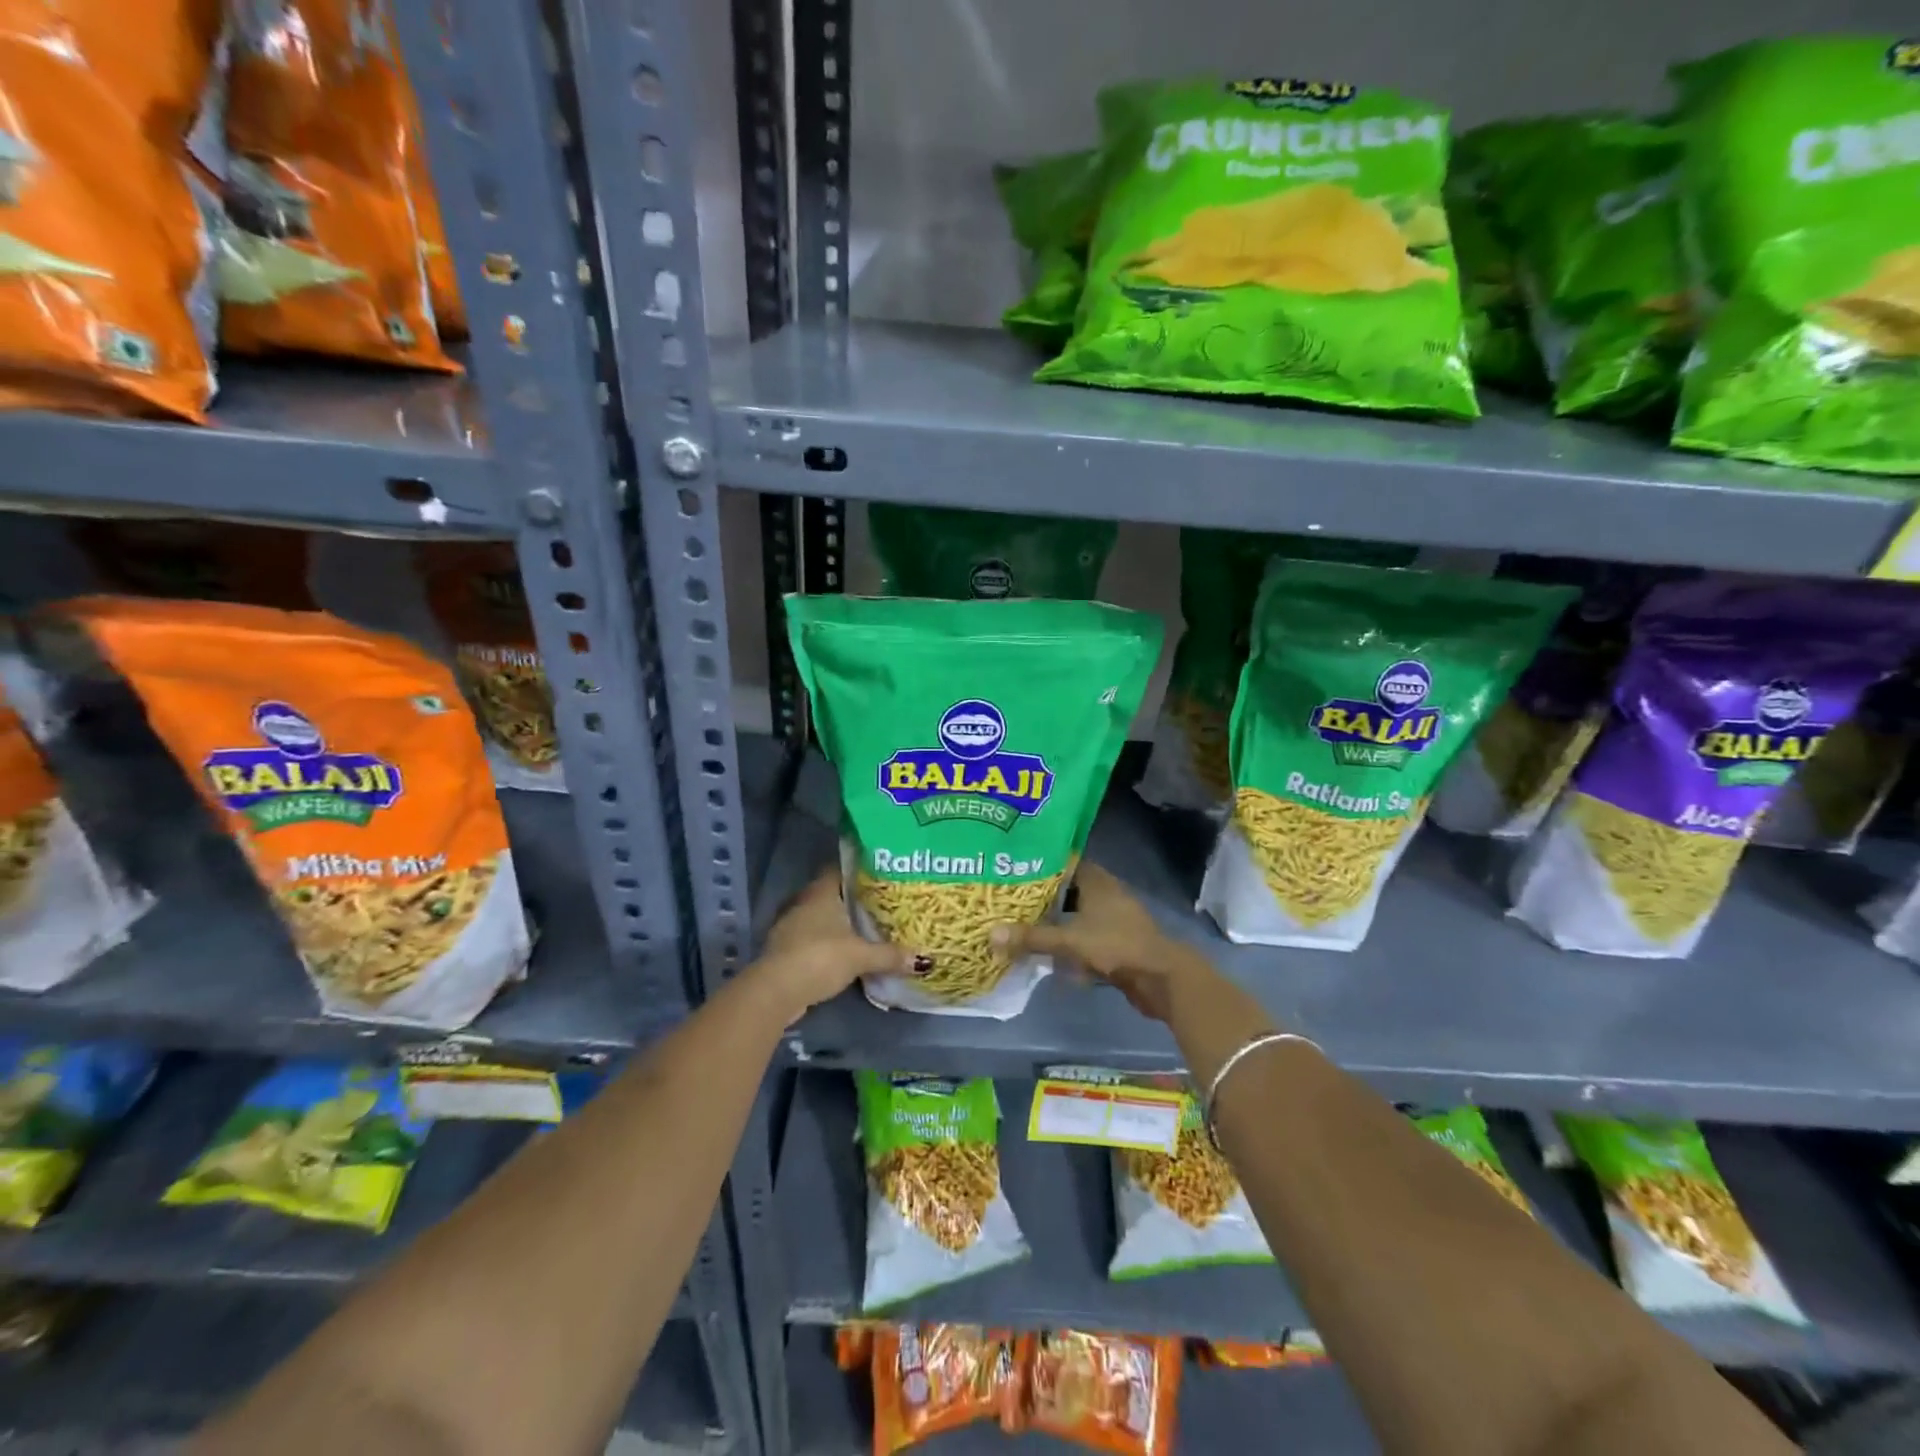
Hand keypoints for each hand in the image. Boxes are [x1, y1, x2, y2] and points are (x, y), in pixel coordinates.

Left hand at [752, 868, 923, 1015]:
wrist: (776, 991)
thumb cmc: (820, 958)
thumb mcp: (861, 956)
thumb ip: (890, 955)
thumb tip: (923, 960)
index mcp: (820, 893)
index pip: (839, 869)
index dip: (857, 869)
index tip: (879, 874)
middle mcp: (803, 903)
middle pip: (830, 894)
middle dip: (852, 899)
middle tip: (879, 903)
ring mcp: (790, 926)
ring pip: (820, 918)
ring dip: (837, 924)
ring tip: (865, 928)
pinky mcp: (784, 950)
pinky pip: (811, 938)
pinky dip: (826, 943)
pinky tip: (843, 952)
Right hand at [989, 863, 1213, 1022]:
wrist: (1161, 979)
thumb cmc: (1116, 946)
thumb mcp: (1070, 940)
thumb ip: (1032, 937)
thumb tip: (990, 934)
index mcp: (1097, 881)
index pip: (1065, 862)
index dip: (1040, 864)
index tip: (1013, 868)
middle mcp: (1106, 894)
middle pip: (1068, 890)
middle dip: (1042, 896)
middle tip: (1010, 900)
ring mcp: (1113, 919)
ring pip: (1076, 915)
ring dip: (1055, 922)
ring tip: (1023, 925)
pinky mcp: (1117, 943)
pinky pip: (1085, 937)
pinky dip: (1069, 943)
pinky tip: (1049, 954)